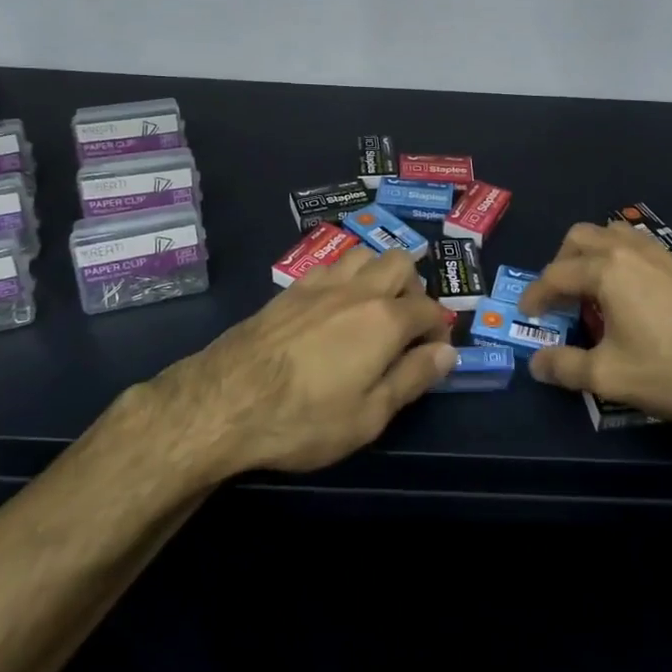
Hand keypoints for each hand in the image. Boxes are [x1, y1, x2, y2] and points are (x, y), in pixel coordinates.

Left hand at [147, 248, 455, 475]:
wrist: (224, 401)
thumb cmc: (304, 418)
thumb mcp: (368, 416)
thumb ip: (412, 379)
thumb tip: (447, 352)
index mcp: (385, 320)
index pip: (430, 310)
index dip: (439, 330)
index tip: (433, 353)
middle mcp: (358, 290)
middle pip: (400, 263)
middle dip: (414, 288)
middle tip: (406, 325)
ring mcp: (321, 284)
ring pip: (364, 254)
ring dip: (378, 273)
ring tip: (373, 307)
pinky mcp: (290, 289)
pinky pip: (330, 265)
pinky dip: (345, 276)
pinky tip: (334, 304)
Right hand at [520, 222, 671, 442]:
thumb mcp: (611, 376)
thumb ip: (566, 367)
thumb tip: (536, 363)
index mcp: (606, 268)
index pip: (556, 274)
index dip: (535, 295)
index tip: (526, 315)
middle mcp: (630, 249)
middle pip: (580, 238)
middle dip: (560, 263)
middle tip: (558, 298)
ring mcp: (661, 253)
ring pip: (611, 234)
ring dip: (590, 255)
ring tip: (590, 291)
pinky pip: (636, 247)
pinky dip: (617, 260)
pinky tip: (629, 297)